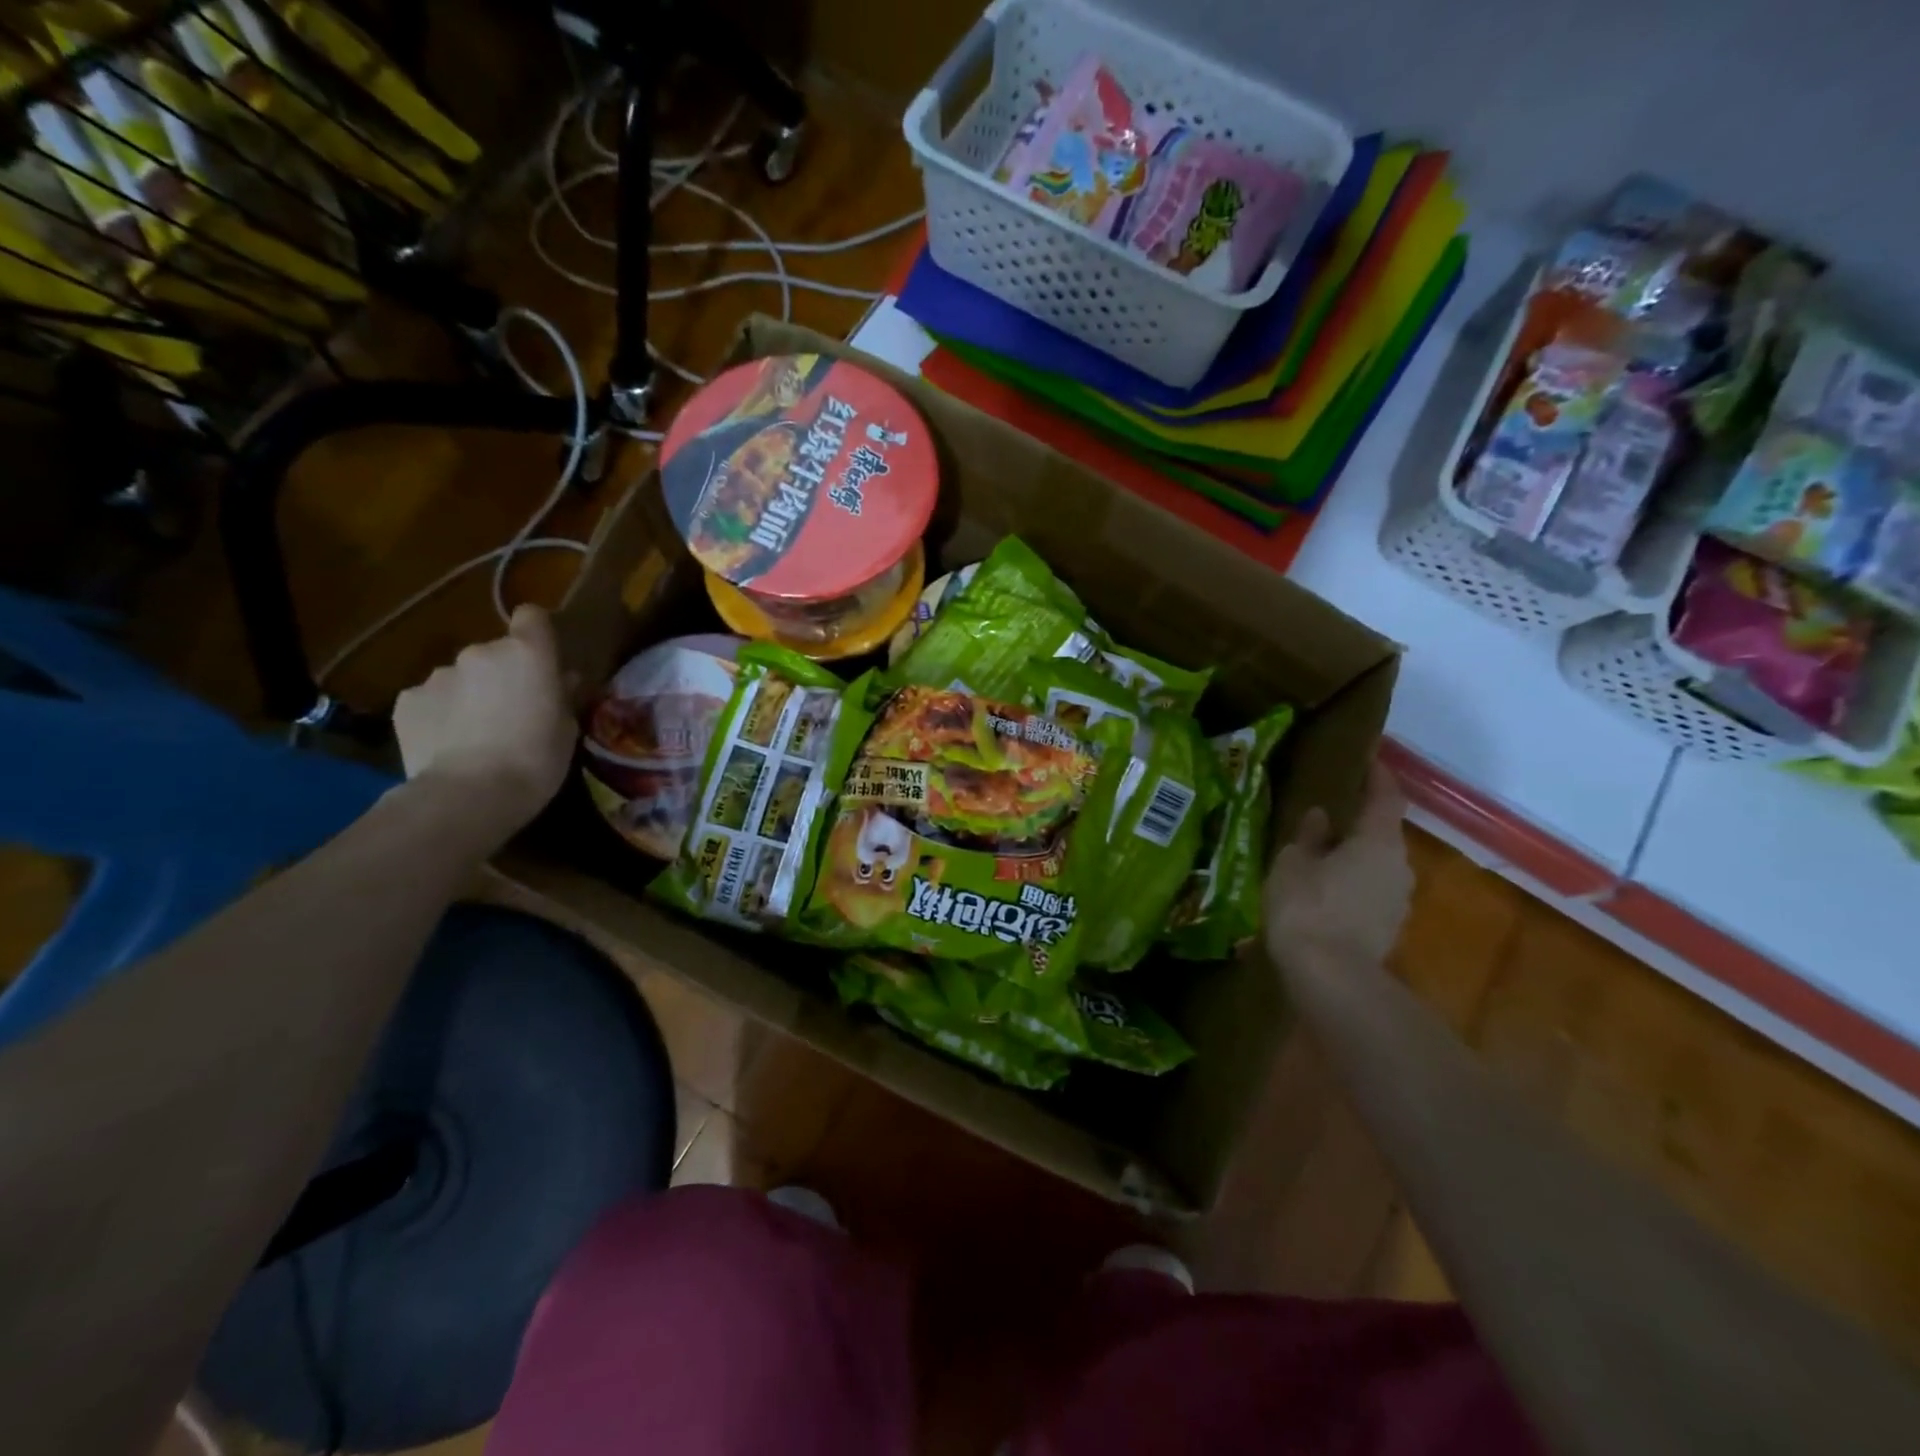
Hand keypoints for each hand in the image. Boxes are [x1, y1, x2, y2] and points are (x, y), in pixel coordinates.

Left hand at [392, 605, 577, 843]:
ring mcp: (438, 675)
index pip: (532, 617)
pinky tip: (448, 744)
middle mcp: (480, 653)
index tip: (542, 658)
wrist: (469, 795)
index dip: (536, 633)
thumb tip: (560, 679)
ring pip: (461, 677)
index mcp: (527, 654)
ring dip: (470, 695)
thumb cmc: (536, 760)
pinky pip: (431, 700)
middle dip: (502, 675)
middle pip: (495, 652)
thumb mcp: (566, 729)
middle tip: (512, 712)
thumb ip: (560, 696)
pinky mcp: (407, 701)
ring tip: (475, 734)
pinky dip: (440, 714)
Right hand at [1264, 761, 1412, 967]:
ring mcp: (1398, 901)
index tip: (1370, 761)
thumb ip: (1308, 837)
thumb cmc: (1307, 906)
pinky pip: (1370, 895)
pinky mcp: (1388, 929)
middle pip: (1382, 836)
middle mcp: (1398, 866)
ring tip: (1320, 861)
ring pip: (1376, 868)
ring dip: (1354, 860)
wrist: (1330, 977)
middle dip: (1359, 826)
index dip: (1379, 777)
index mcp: (1377, 841)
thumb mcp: (1293, 863)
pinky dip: (1351, 888)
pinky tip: (1323, 897)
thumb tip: (1320, 816)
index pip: (1386, 798)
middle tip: (1328, 820)